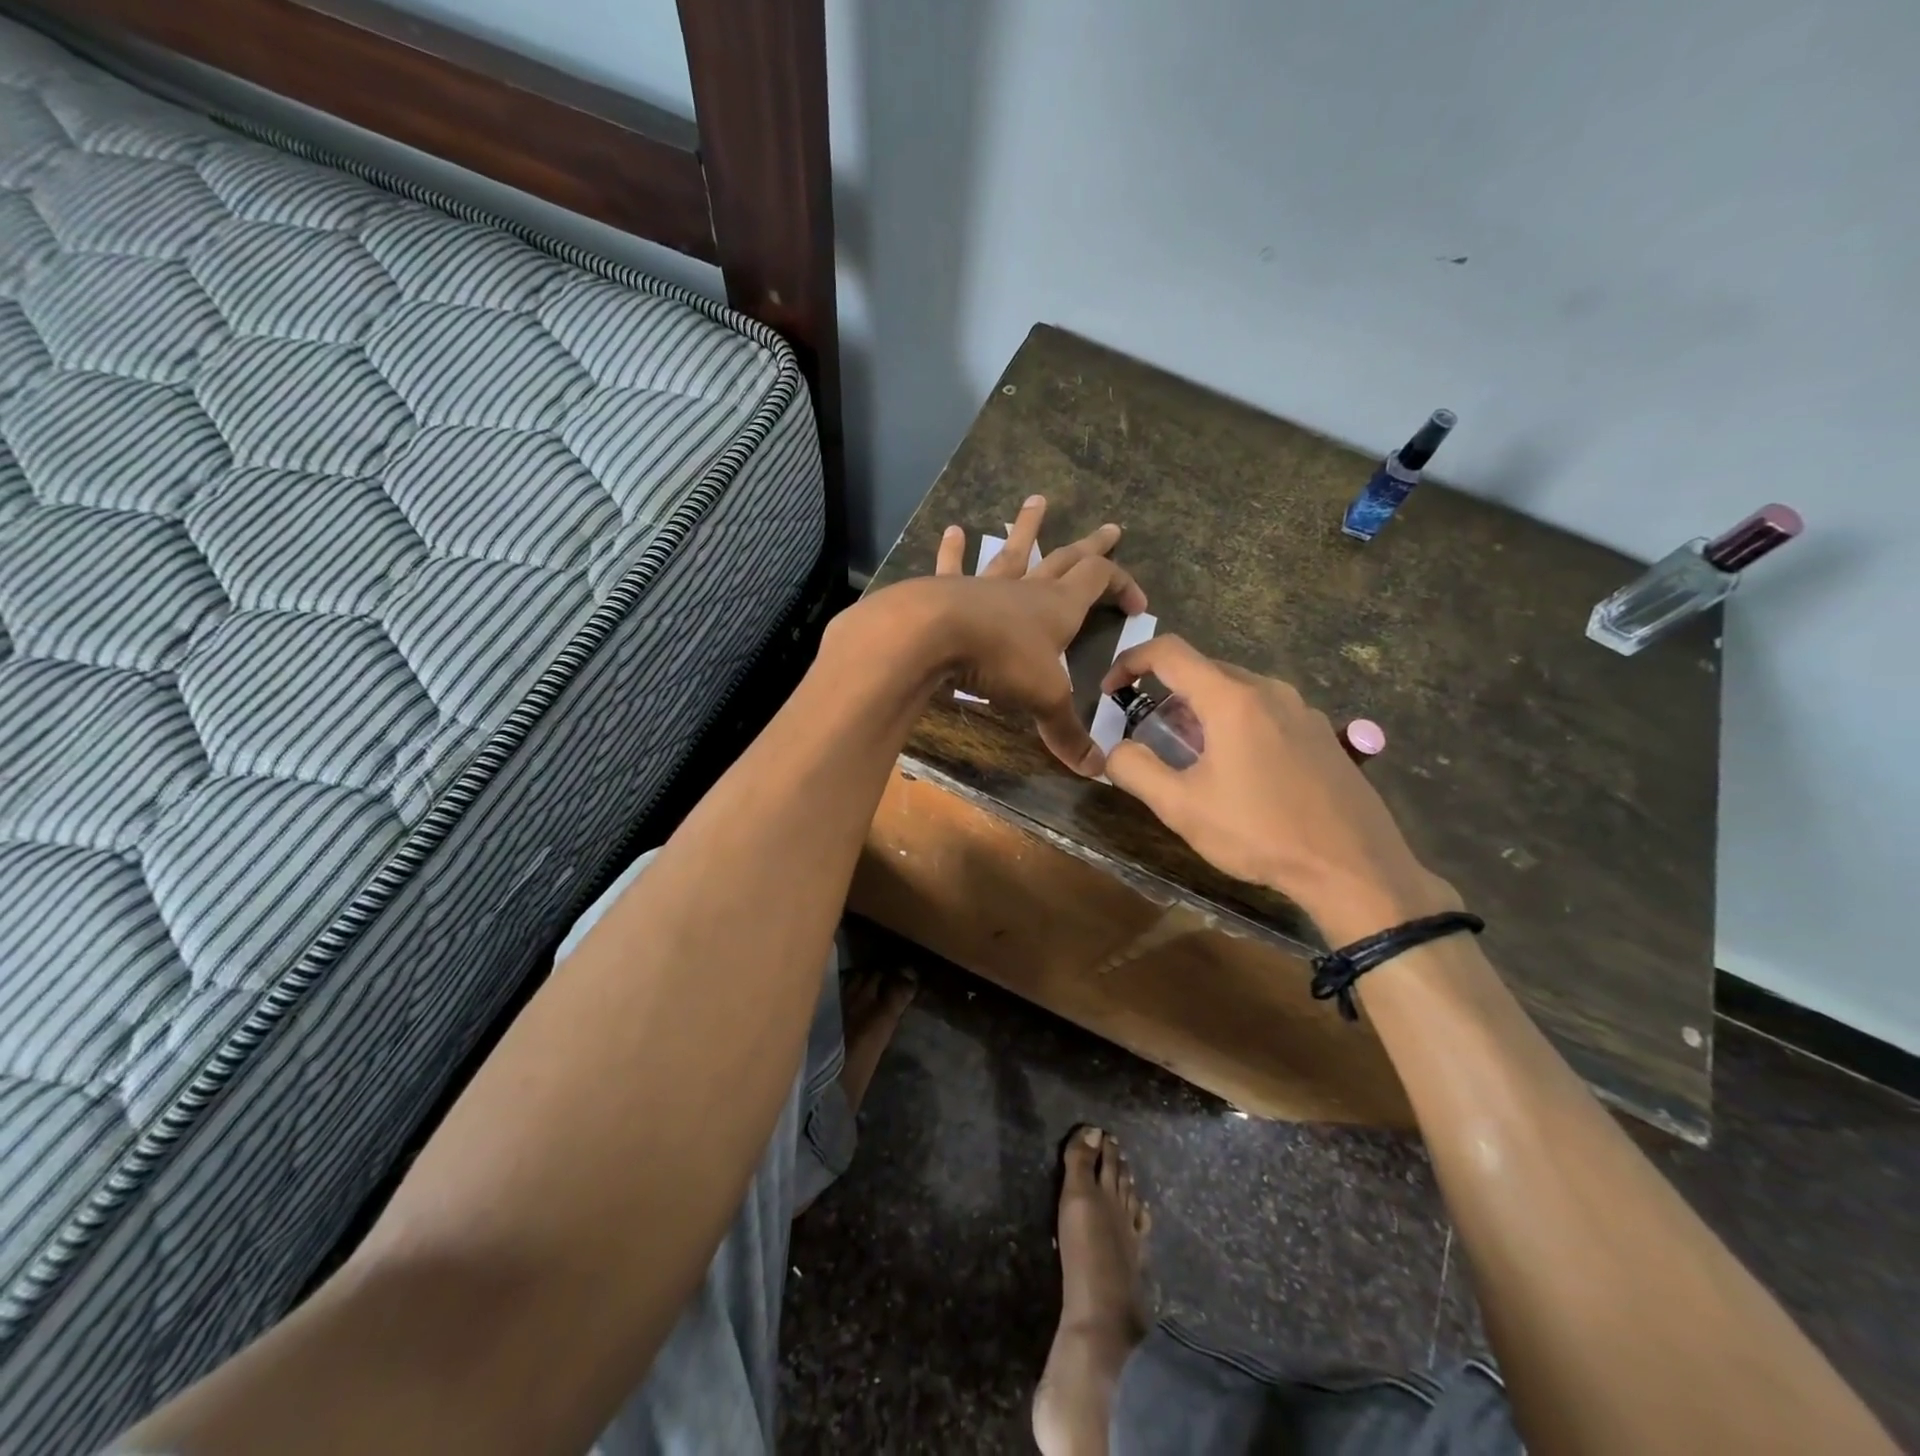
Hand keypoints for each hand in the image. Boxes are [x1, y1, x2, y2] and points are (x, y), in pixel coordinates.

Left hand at [929, 494, 1146, 775]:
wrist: (933, 636)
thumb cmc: (1000, 661)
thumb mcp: (1044, 699)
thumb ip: (1068, 732)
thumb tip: (1098, 770)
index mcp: (1059, 606)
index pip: (1101, 581)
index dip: (1123, 585)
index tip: (1139, 603)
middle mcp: (1027, 588)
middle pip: (1067, 558)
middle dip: (1091, 546)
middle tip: (1110, 528)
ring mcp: (986, 584)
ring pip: (1014, 551)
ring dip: (1027, 528)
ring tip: (1035, 501)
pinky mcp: (948, 590)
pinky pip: (954, 565)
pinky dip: (954, 550)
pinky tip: (952, 531)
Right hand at [1100, 636, 1457, 942]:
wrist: (1354, 867)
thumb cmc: (1260, 833)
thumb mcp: (1181, 807)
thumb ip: (1134, 770)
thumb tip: (1115, 749)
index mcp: (1232, 699)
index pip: (1169, 652)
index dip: (1130, 662)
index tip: (1111, 692)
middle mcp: (1269, 691)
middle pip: (1203, 671)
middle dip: (1166, 695)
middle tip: (1150, 738)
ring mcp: (1302, 711)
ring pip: (1236, 693)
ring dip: (1202, 713)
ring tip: (1192, 759)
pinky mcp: (1322, 734)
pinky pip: (1265, 713)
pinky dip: (1236, 726)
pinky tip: (1240, 773)